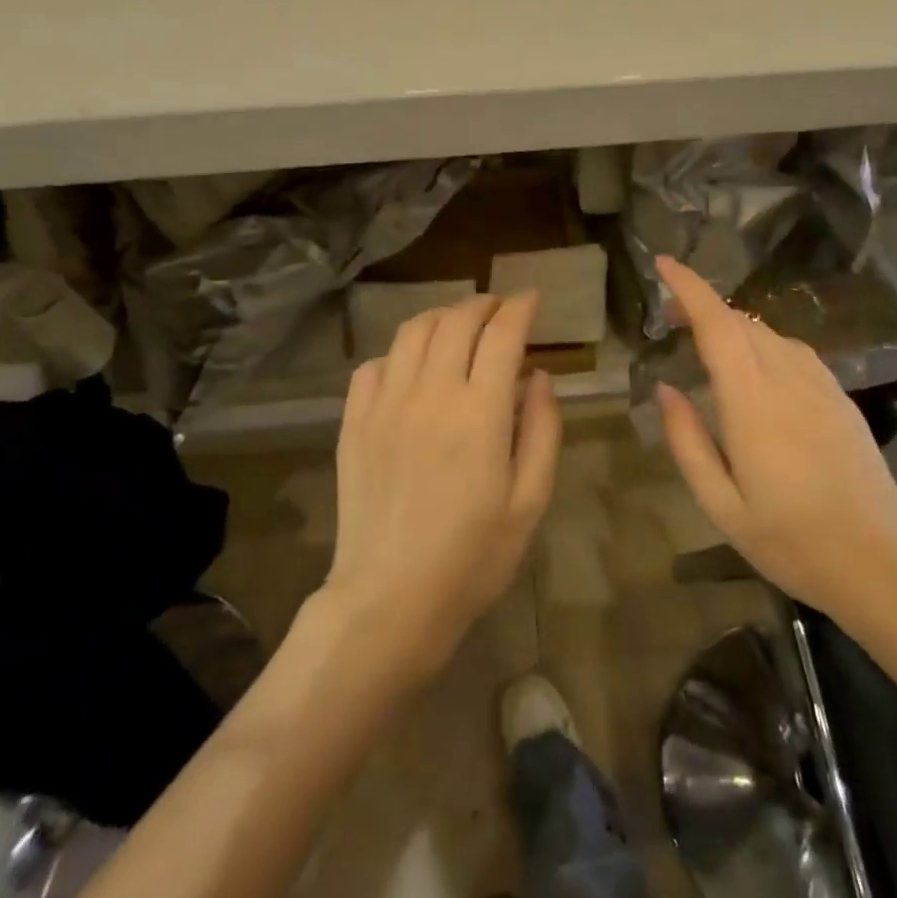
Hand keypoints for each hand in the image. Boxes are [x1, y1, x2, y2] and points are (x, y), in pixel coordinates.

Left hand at [327, 292, 561, 675]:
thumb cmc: (473, 557)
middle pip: (456, 321)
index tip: (531, 298)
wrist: (390, 598)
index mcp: (481, 414)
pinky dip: (399, 352)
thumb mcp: (530, 501)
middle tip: (499, 309)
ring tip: (458, 326)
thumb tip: (539, 377)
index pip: (502, 335)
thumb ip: (542, 431)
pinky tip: (412, 367)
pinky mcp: (354, 422)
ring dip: (441, 316)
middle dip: (483, 304)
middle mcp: (431, 394)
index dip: (520, 308)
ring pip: (412, 332)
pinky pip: (373, 365)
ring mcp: (385, 405)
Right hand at [653, 255, 896, 618]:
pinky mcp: (840, 399)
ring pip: (769, 334)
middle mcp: (788, 380)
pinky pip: (794, 352)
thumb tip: (666, 390)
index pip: (718, 325)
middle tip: (669, 319)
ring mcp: (821, 386)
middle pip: (742, 322)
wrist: (879, 563)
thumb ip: (688, 441)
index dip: (690, 288)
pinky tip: (754, 368)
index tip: (663, 264)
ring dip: (733, 326)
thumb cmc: (790, 540)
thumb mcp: (720, 504)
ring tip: (705, 342)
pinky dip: (763, 343)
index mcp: (753, 403)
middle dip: (702, 306)